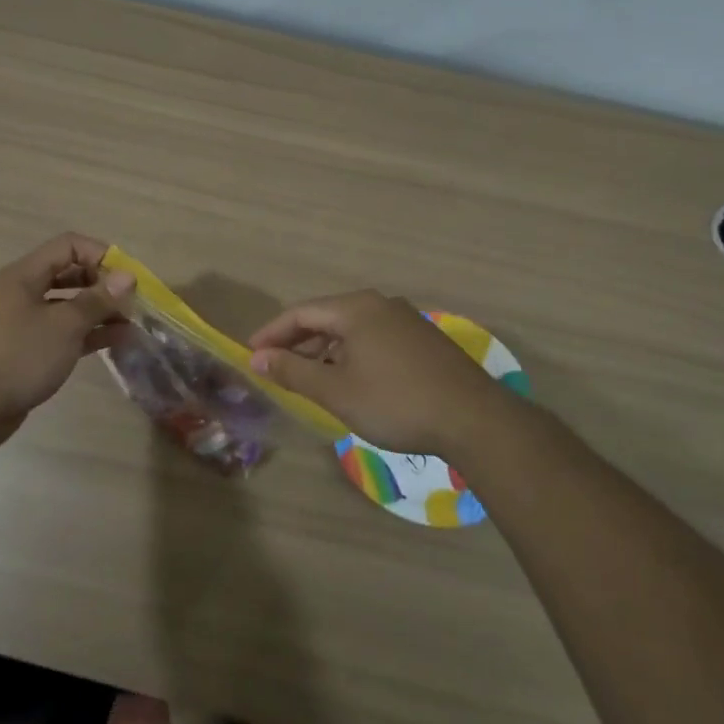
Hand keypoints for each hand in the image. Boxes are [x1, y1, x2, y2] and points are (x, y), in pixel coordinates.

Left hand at [0, 233, 133, 451]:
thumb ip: (97, 299)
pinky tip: (115, 341)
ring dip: (99, 311)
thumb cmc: (18, 357)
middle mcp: (22, 292)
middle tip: (131, 303)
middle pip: (69, 273)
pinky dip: (87, 333)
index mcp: (24, 275)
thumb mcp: (64, 325)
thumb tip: (127, 277)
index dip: (101, 255)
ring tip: (130, 324)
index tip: (127, 278)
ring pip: (68, 305)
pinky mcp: (26, 350)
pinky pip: (62, 332)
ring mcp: (23, 322)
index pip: (68, 246)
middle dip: (103, 285)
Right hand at [248, 291, 521, 461]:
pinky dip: (350, 355)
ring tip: (307, 379)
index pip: (300, 312)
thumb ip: (293, 371)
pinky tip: (348, 381)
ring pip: (351, 330)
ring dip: (324, 352)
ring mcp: (405, 320)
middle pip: (326, 317)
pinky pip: (373, 339)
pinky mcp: (422, 340)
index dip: (271, 333)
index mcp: (356, 308)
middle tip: (274, 369)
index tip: (250, 355)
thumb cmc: (395, 402)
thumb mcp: (336, 390)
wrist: (473, 419)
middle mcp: (380, 304)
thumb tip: (258, 358)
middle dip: (297, 343)